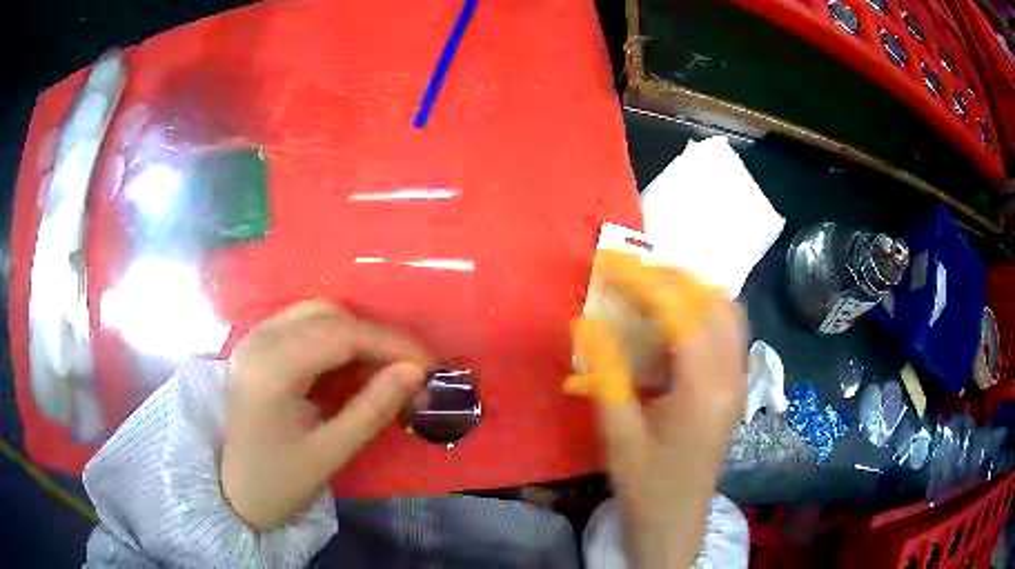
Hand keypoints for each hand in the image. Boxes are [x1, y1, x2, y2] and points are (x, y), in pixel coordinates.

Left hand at [222, 300, 434, 530]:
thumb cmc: (280, 481)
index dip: (391, 344)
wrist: (235, 493)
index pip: (341, 334)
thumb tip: (416, 372)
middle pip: (329, 314)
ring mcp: (254, 338)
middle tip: (408, 371)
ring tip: (383, 369)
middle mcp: (258, 339)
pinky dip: (334, 339)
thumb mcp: (331, 451)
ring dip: (356, 335)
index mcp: (271, 367)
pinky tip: (350, 367)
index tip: (429, 365)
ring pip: (316, 314)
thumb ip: (373, 407)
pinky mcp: (257, 347)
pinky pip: (303, 326)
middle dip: (375, 337)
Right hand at [567, 251, 746, 567]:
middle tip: (630, 270)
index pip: (679, 313)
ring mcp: (739, 381)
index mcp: (703, 389)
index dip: (643, 281)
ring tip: (652, 284)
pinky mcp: (736, 387)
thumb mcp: (618, 432)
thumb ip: (606, 372)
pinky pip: (729, 330)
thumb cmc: (645, 484)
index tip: (609, 262)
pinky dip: (704, 309)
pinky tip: (676, 317)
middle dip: (671, 276)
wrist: (676, 521)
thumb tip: (587, 320)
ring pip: (728, 312)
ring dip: (692, 289)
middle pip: (712, 302)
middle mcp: (731, 376)